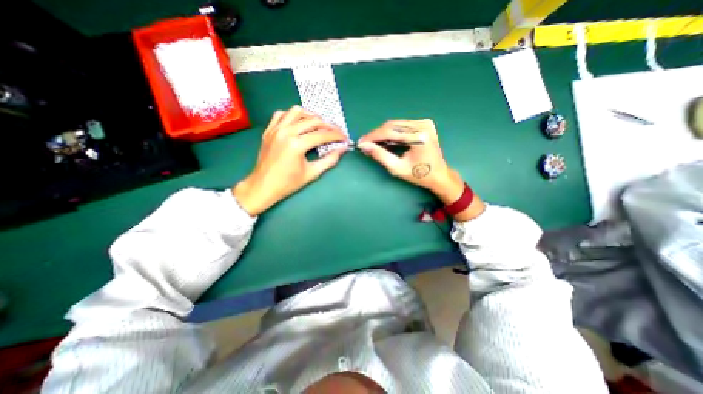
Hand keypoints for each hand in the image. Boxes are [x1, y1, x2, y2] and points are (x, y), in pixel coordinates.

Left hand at [233, 106, 348, 216]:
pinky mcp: (269, 130)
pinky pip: (282, 114)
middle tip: (336, 132)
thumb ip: (329, 160)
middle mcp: (286, 132)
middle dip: (328, 125)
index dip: (337, 135)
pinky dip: (293, 116)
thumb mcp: (312, 173)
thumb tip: (342, 149)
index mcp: (296, 145)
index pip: (322, 135)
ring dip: (311, 116)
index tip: (345, 138)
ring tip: (319, 125)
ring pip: (297, 111)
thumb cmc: (288, 183)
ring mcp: (275, 129)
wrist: (263, 186)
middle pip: (313, 120)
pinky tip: (299, 123)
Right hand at [358, 119, 483, 219]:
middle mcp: (423, 125)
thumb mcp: (397, 168)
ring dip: (383, 133)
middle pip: (392, 125)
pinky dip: (392, 132)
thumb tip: (364, 146)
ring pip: (396, 124)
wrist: (439, 175)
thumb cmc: (419, 175)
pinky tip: (386, 141)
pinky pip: (402, 125)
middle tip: (365, 144)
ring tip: (374, 143)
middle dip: (376, 134)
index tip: (361, 142)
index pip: (390, 131)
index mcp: (419, 137)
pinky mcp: (424, 124)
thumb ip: (380, 155)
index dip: (373, 136)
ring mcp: (425, 123)